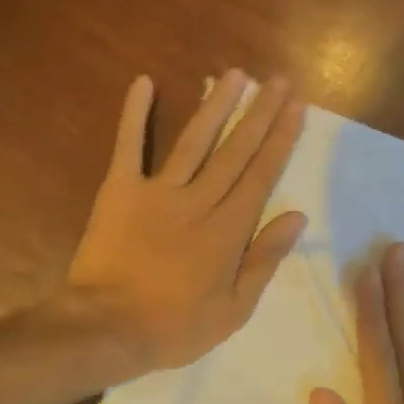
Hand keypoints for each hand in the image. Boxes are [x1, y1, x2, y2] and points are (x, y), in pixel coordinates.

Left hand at [65, 70, 306, 373]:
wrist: (106, 329)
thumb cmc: (175, 327)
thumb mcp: (235, 309)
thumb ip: (265, 259)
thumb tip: (297, 216)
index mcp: (228, 230)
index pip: (261, 174)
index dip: (281, 139)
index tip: (296, 107)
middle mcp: (198, 200)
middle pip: (235, 150)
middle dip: (260, 113)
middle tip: (278, 80)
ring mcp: (157, 192)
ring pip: (194, 140)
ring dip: (216, 105)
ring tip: (235, 74)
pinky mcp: (119, 191)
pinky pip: (128, 146)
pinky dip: (134, 114)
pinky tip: (144, 82)